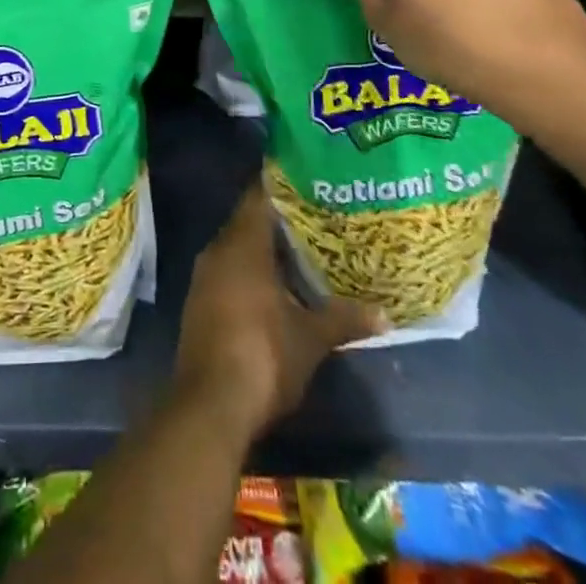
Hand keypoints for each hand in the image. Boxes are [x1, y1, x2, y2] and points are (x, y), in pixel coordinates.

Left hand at [173, 183, 384, 439]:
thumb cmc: (264, 355)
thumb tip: (385, 314)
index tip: (308, 180)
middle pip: (248, 221)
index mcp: (241, 244)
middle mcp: (218, 250)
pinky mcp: (200, 303)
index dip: (282, 185)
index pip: (259, 196)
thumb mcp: (311, 338)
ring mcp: (204, 277)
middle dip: (279, 220)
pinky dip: (250, 272)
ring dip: (265, 249)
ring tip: (302, 250)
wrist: (211, 405)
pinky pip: (228, 271)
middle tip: (315, 216)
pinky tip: (276, 286)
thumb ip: (344, 318)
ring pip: (237, 248)